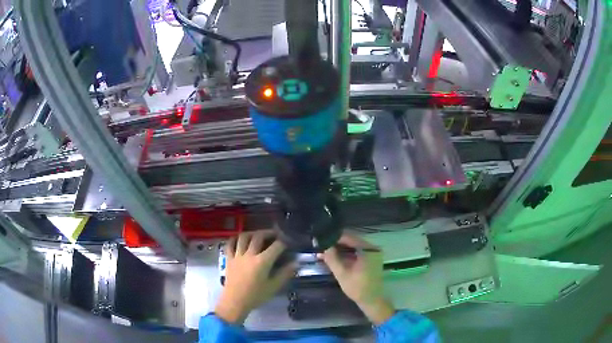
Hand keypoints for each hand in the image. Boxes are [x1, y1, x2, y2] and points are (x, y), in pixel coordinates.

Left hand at [215, 231, 295, 323]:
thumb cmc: (256, 296)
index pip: (276, 246)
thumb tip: (295, 263)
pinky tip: (239, 239)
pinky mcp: (229, 259)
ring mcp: (237, 255)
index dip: (284, 242)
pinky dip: (235, 239)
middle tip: (275, 234)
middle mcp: (250, 255)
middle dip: (268, 233)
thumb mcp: (273, 287)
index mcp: (262, 262)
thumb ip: (285, 273)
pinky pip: (230, 244)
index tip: (288, 242)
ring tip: (258, 235)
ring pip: (243, 237)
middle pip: (259, 237)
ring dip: (252, 233)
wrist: (235, 302)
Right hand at [322, 233, 394, 324]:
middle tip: (320, 246)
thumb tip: (322, 245)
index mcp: (368, 249)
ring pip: (353, 246)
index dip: (333, 237)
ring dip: (339, 249)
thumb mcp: (342, 274)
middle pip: (351, 240)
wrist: (372, 301)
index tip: (320, 239)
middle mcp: (372, 247)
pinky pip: (357, 251)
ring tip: (324, 251)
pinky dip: (346, 253)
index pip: (348, 237)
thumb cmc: (358, 288)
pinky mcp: (371, 258)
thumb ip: (332, 258)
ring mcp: (373, 253)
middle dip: (335, 243)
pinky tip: (334, 257)